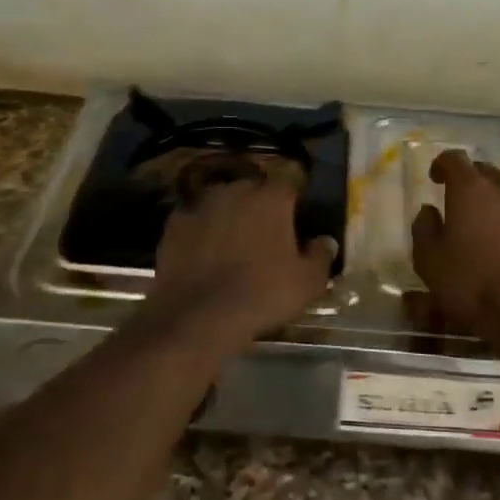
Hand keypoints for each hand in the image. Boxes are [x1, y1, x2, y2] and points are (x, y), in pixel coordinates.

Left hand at [146, 175, 338, 341]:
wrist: (198, 316)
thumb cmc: (263, 294)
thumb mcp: (308, 283)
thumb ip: (321, 256)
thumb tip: (325, 242)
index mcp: (271, 197)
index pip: (290, 183)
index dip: (294, 202)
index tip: (297, 221)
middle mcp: (235, 190)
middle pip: (253, 191)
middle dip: (260, 208)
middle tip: (266, 236)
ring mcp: (200, 205)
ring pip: (222, 204)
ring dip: (229, 217)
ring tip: (233, 246)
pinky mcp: (174, 224)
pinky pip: (195, 222)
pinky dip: (201, 233)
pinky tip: (204, 256)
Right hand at [411, 150, 499, 331]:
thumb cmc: (470, 284)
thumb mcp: (429, 260)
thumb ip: (424, 228)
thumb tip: (428, 211)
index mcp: (471, 189)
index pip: (454, 158)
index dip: (442, 164)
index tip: (435, 178)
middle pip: (487, 173)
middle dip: (472, 183)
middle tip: (462, 205)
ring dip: (499, 204)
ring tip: (490, 229)